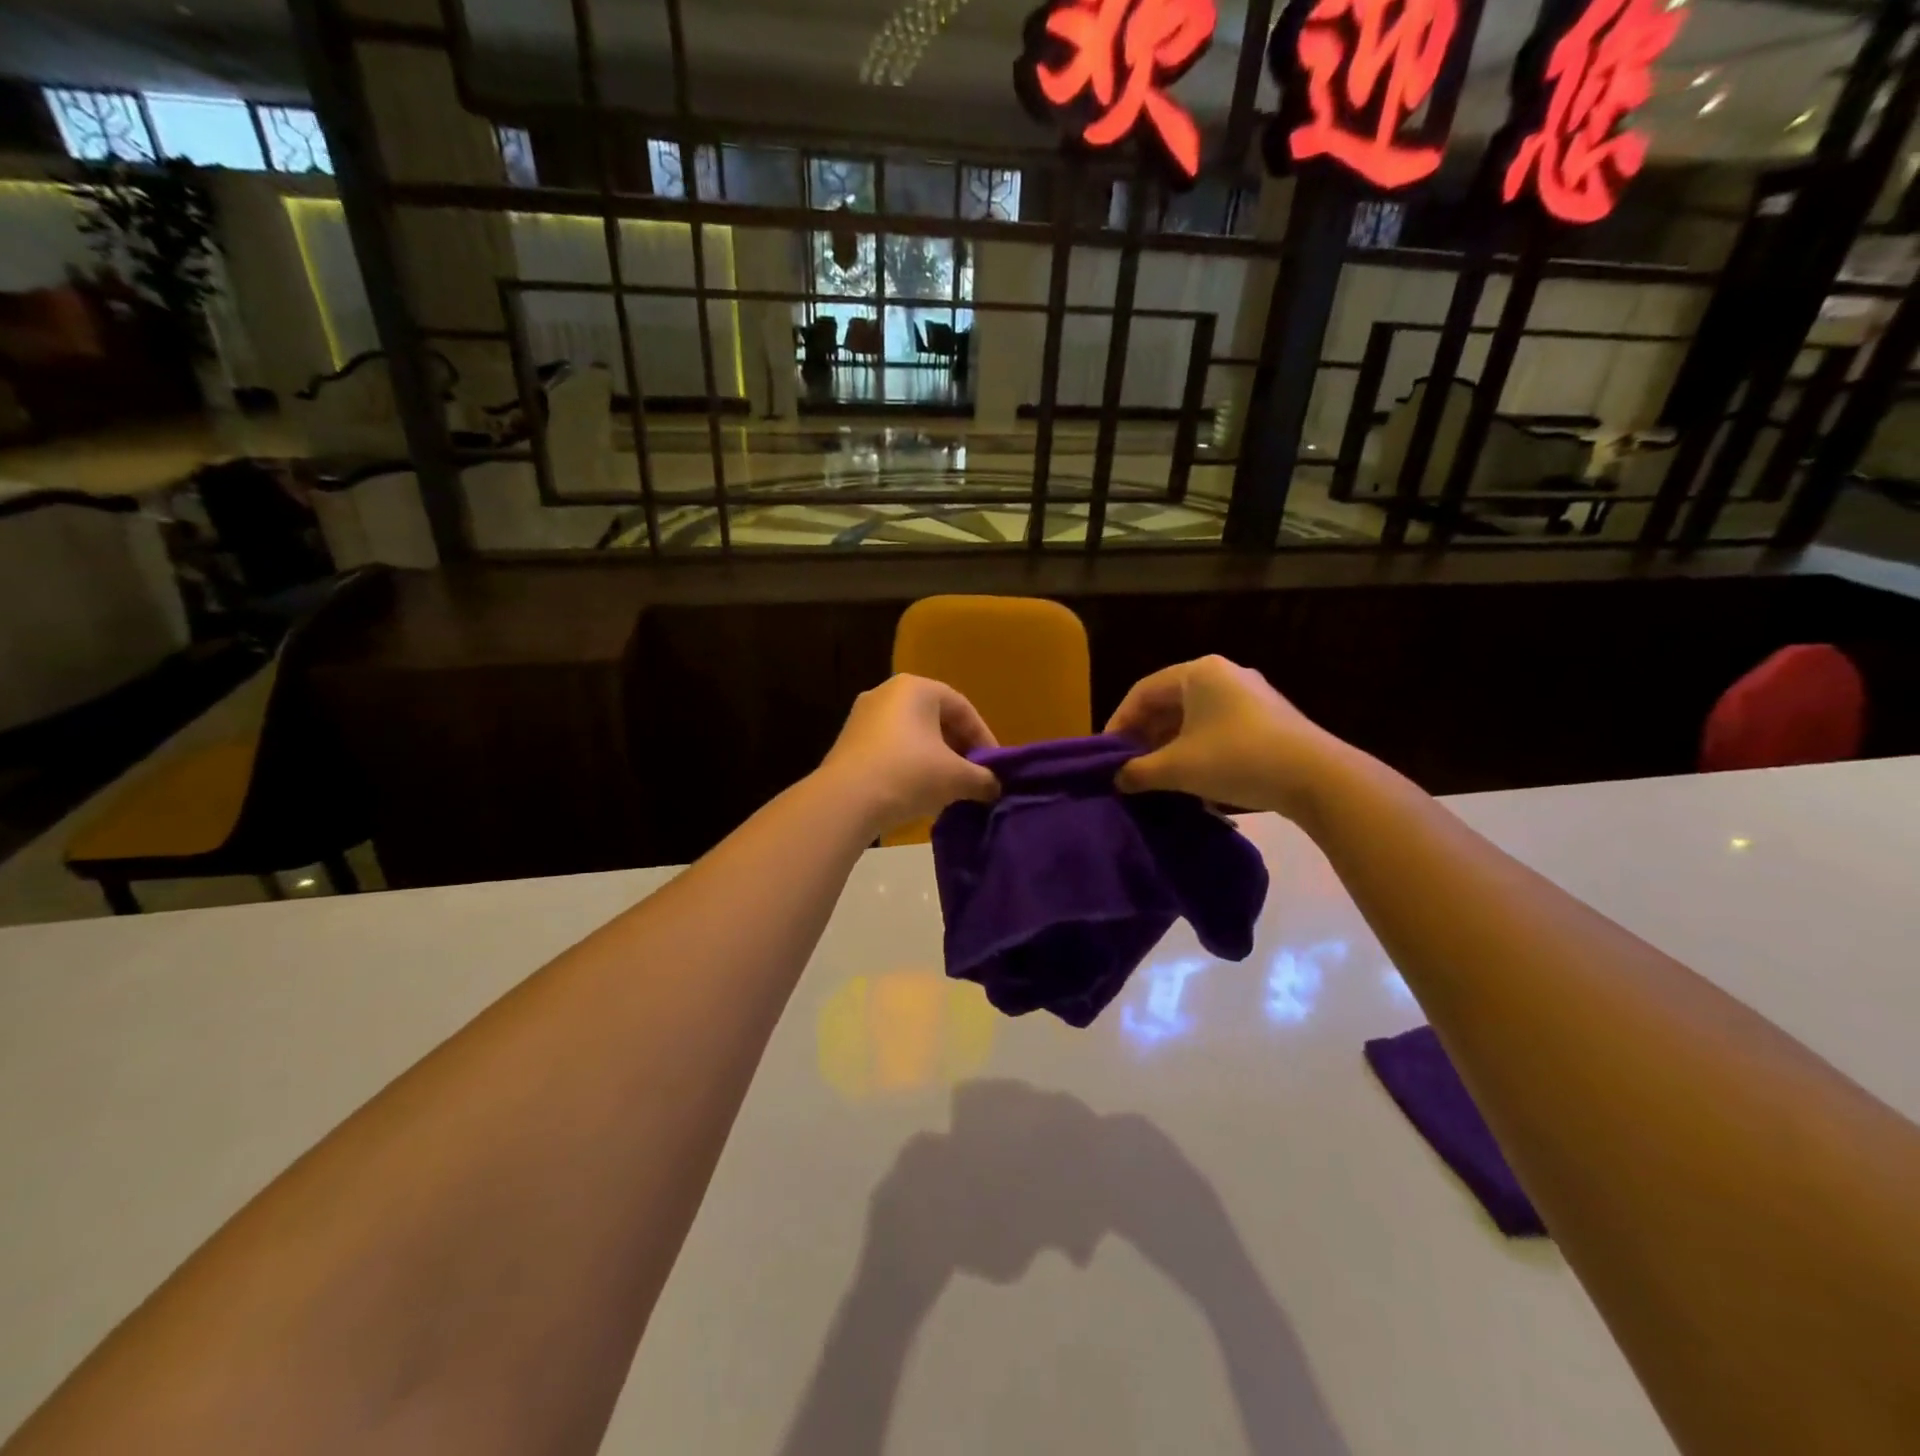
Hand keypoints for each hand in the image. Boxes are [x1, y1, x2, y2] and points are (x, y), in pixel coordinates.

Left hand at [819, 674, 1000, 837]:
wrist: (846, 801)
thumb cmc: (909, 774)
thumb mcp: (957, 778)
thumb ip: (983, 779)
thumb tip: (995, 787)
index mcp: (916, 688)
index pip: (962, 708)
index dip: (984, 738)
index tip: (995, 766)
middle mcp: (886, 693)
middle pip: (936, 719)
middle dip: (959, 749)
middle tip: (974, 775)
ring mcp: (862, 717)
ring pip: (912, 736)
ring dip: (935, 759)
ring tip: (950, 787)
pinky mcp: (848, 743)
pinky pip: (890, 749)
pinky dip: (910, 765)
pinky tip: (919, 792)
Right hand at [1104, 655, 1344, 819]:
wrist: (1316, 777)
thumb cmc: (1236, 759)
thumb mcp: (1178, 768)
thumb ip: (1139, 771)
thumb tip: (1116, 778)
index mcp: (1198, 673)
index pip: (1142, 692)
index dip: (1118, 723)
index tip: (1107, 755)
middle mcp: (1223, 674)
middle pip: (1168, 702)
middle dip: (1145, 736)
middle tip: (1129, 766)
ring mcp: (1250, 695)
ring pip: (1193, 717)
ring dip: (1169, 745)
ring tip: (1156, 775)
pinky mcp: (1268, 718)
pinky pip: (1217, 727)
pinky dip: (1196, 748)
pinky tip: (1192, 777)